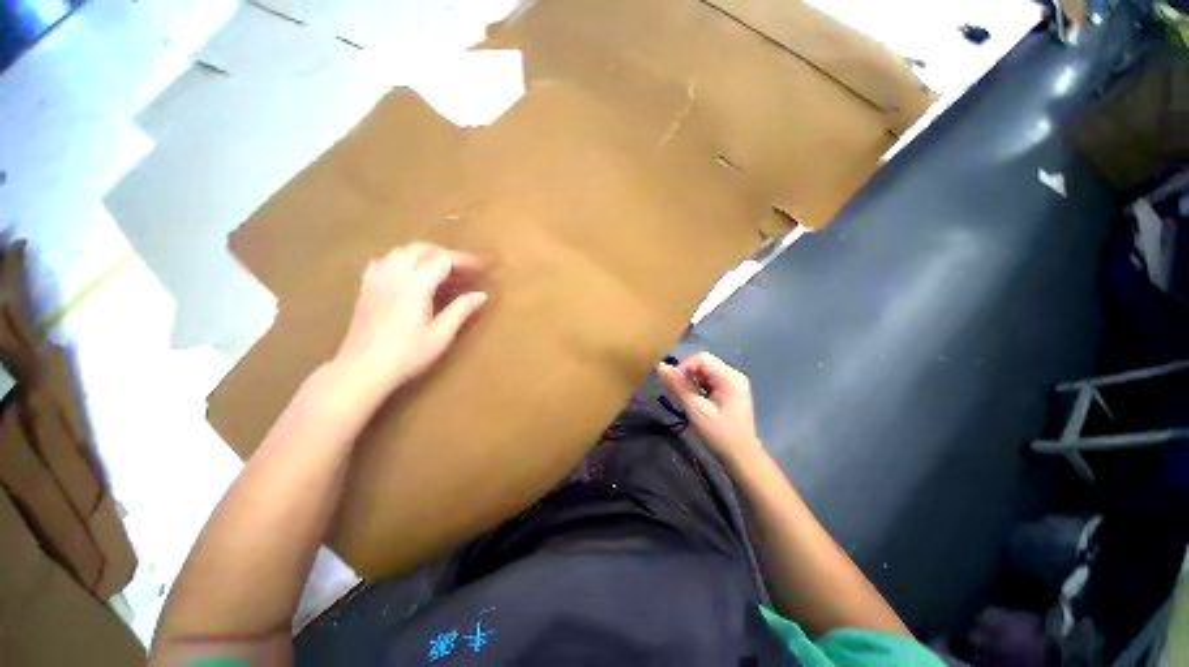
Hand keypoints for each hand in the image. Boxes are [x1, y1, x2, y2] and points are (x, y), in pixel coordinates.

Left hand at [335, 243, 487, 393]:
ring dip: (425, 254)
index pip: (443, 260)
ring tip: (441, 269)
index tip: (482, 266)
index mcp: (416, 285)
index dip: (465, 260)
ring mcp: (377, 279)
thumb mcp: (440, 335)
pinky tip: (408, 273)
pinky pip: (384, 261)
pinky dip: (401, 260)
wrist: (361, 369)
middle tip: (464, 268)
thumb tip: (481, 294)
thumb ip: (461, 310)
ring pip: (402, 252)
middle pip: (422, 249)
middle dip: (446, 254)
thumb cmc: (406, 355)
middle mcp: (395, 274)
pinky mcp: (366, 288)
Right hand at [658, 352, 763, 462]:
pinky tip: (696, 403)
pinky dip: (700, 389)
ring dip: (693, 383)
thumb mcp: (696, 410)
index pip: (701, 359)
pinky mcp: (731, 393)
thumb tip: (661, 367)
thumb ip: (678, 386)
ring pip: (706, 373)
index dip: (684, 367)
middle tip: (678, 394)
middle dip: (688, 376)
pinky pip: (711, 382)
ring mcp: (734, 384)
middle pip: (704, 364)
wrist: (742, 458)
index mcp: (730, 377)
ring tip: (687, 400)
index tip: (673, 384)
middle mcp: (734, 376)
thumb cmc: (719, 434)